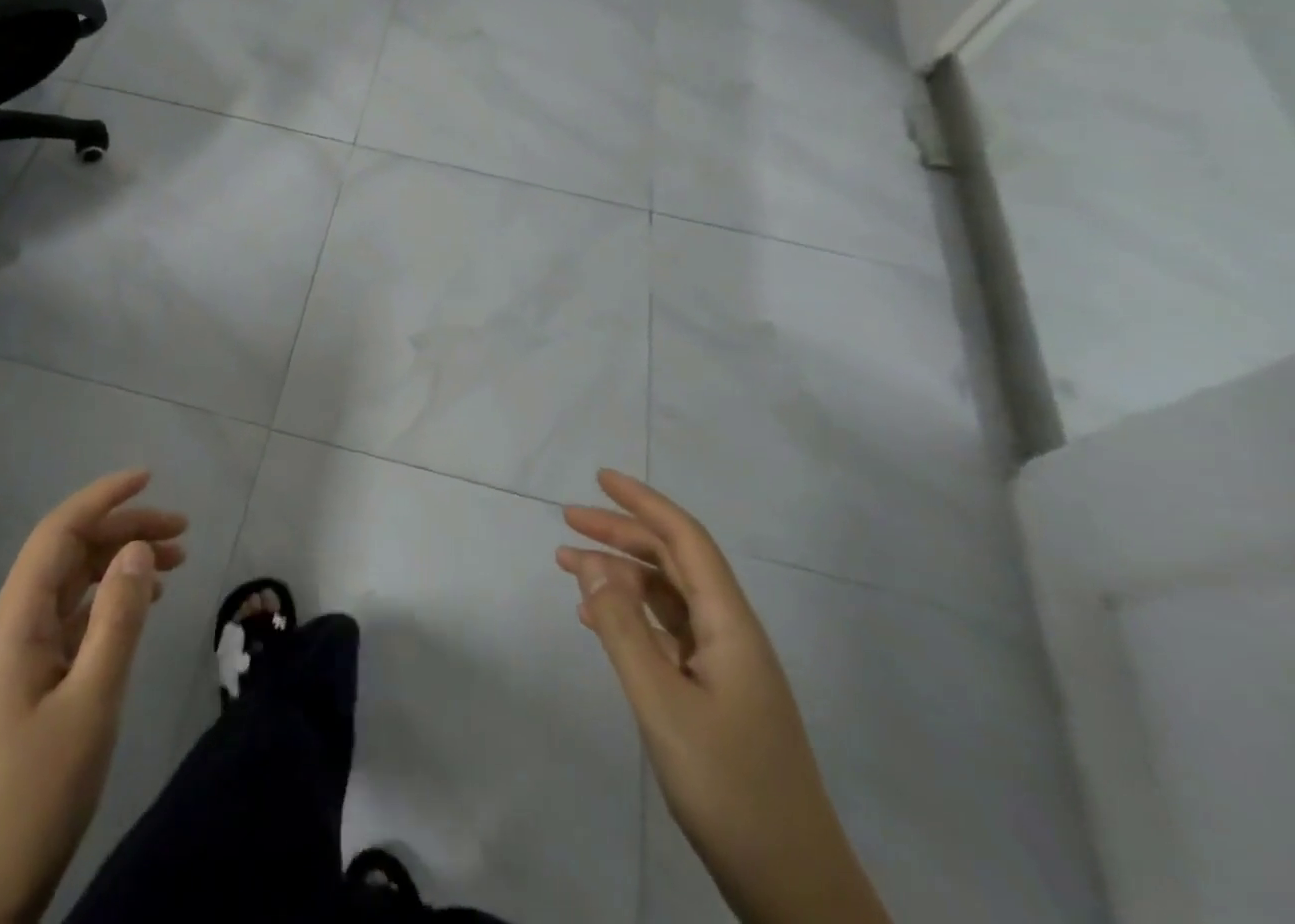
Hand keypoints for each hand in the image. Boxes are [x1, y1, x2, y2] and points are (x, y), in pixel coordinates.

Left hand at [0, 470, 187, 923]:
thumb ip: (118, 619)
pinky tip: (141, 607)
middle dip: (124, 531)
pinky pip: (71, 620)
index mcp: (14, 622)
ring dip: (121, 565)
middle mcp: (11, 627)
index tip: (150, 478)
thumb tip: (138, 549)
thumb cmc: (35, 795)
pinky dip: (109, 602)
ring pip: (73, 586)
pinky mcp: (27, 684)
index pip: (58, 533)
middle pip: (69, 554)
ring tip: (176, 563)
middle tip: (183, 533)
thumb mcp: (91, 702)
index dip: (103, 497)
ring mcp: (16, 657)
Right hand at [559, 471, 889, 923]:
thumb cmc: (729, 787)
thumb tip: (591, 561)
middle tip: (568, 521)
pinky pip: (666, 634)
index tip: (600, 478)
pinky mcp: (716, 695)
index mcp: (730, 624)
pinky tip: (596, 621)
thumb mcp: (662, 702)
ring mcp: (726, 666)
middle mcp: (731, 633)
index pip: (686, 540)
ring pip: (667, 598)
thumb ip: (623, 628)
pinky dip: (629, 616)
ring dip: (620, 575)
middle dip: (622, 534)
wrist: (794, 887)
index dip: (644, 503)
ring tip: (568, 565)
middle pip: (673, 563)